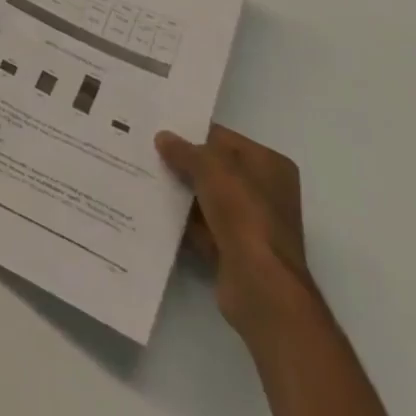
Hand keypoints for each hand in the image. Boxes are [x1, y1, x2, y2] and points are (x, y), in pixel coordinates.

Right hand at [156, 125, 314, 337]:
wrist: (260, 285)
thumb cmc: (243, 213)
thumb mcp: (210, 167)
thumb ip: (184, 150)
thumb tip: (163, 138)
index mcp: (270, 165)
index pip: (225, 139)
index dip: (193, 134)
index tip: (161, 130)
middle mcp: (266, 192)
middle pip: (216, 170)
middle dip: (185, 164)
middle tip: (147, 152)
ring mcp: (252, 224)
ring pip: (208, 199)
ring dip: (182, 193)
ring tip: (145, 177)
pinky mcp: (236, 251)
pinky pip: (204, 227)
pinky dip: (184, 221)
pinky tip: (155, 211)